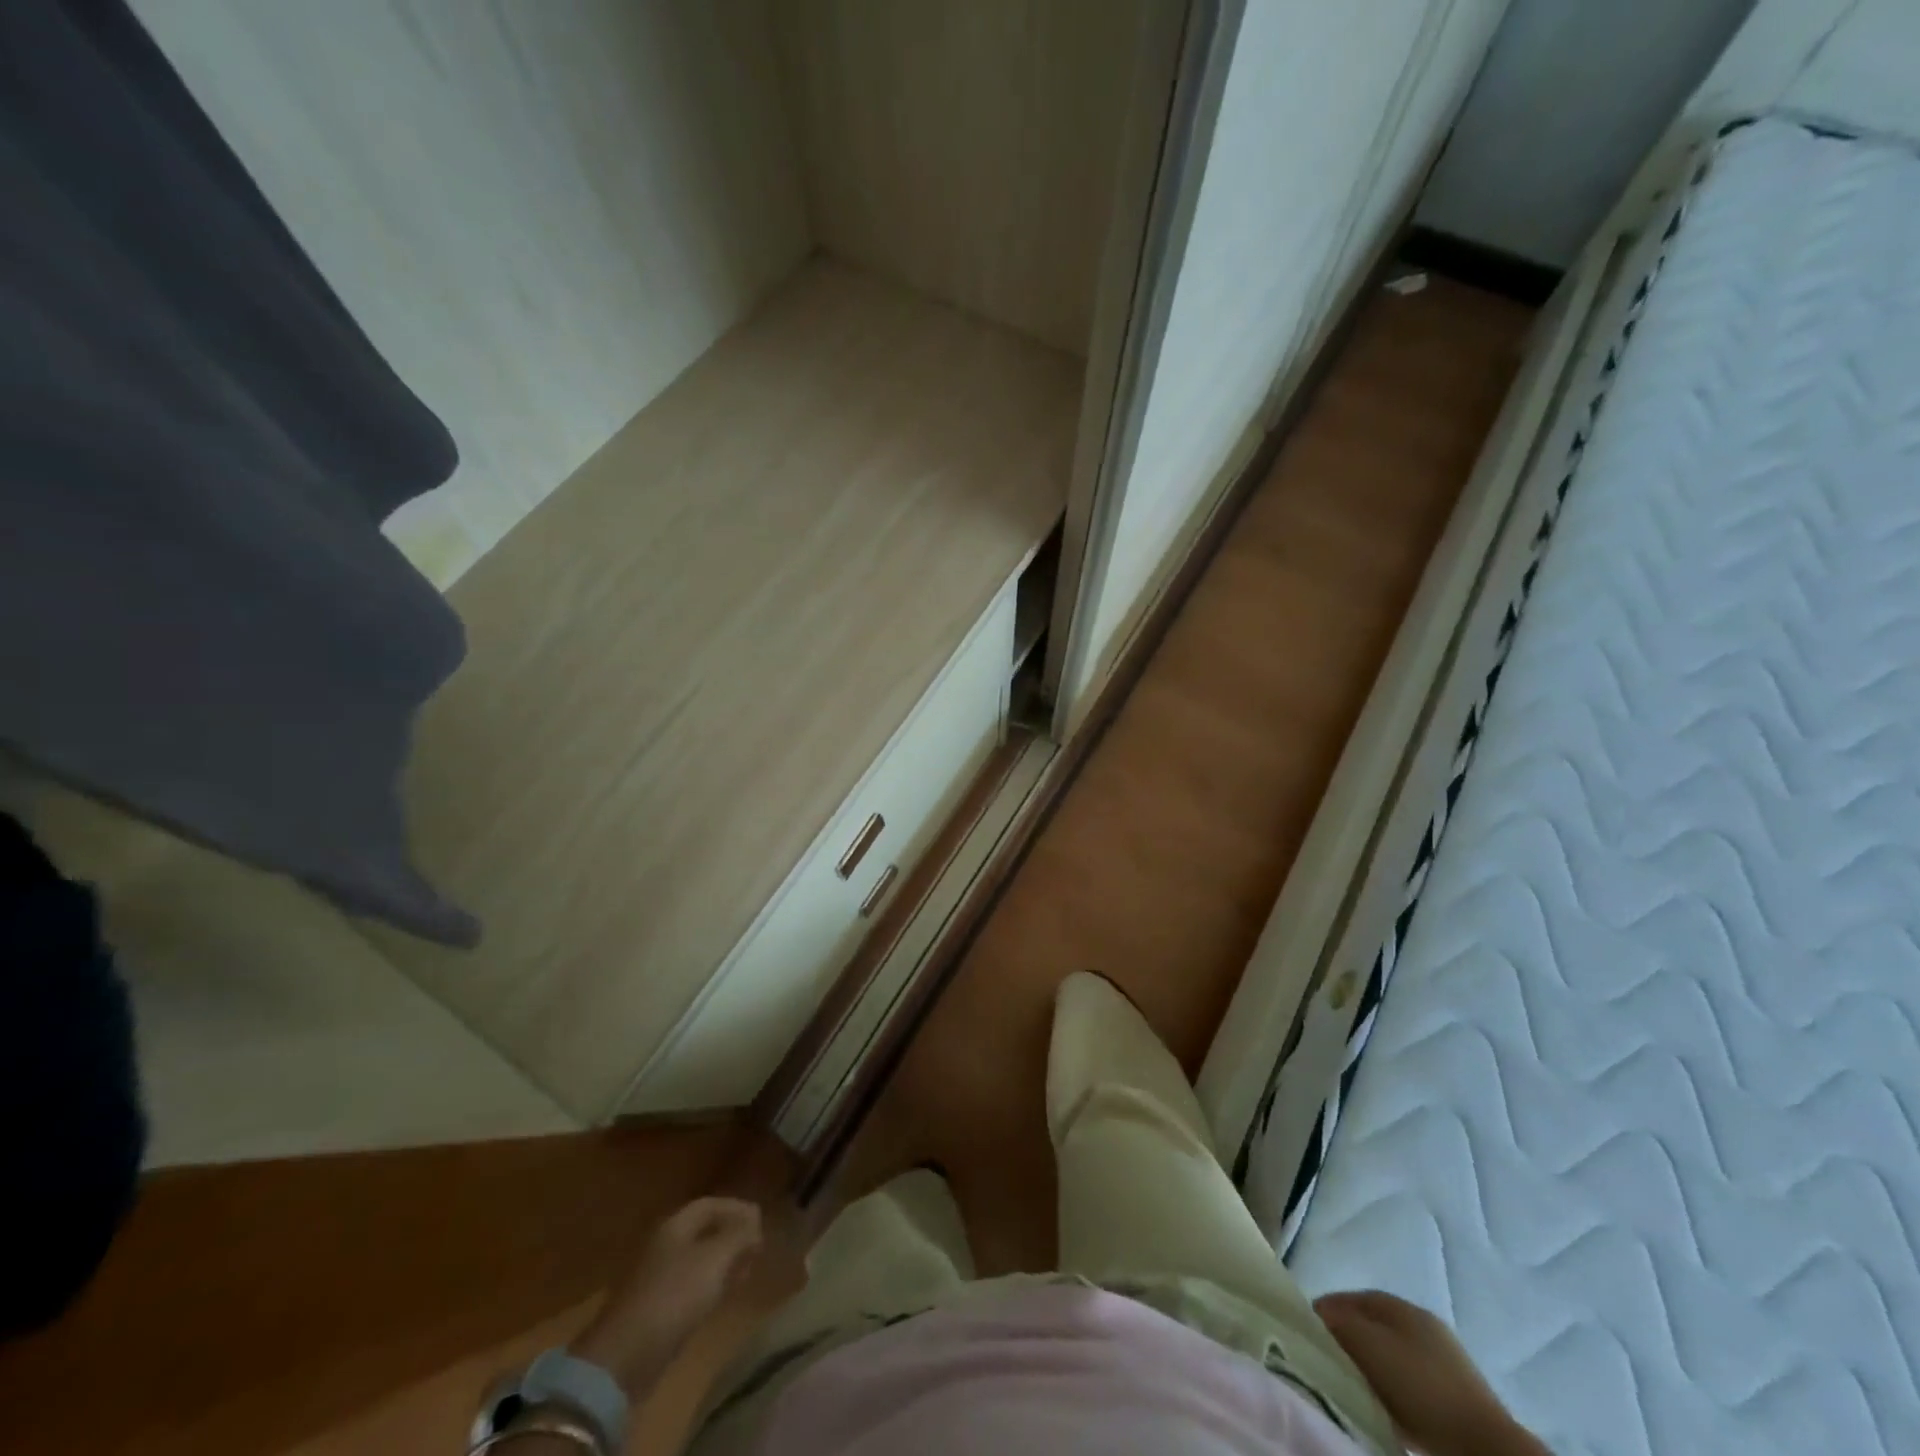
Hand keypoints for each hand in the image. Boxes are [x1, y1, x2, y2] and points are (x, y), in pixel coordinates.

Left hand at [571, 1197, 763, 1395]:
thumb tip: (755, 1221)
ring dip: (724, 1261)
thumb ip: (739, 1235)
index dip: (737, 1208)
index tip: (761, 1222)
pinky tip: (723, 1296)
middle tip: (757, 1247)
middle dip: (732, 1235)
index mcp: (674, 1226)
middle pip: (704, 1231)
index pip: (710, 1204)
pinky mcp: (655, 1311)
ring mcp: (657, 1280)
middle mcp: (664, 1246)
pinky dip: (711, 1284)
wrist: (624, 1359)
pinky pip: (690, 1286)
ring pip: (698, 1259)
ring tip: (747, 1270)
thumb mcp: (715, 1259)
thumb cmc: (674, 1297)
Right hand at [1313, 1290, 1546, 1455]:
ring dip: (1371, 1368)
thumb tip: (1319, 1315)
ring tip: (1354, 1388)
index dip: (1326, 1311)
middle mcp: (1422, 1323)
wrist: (1483, 1446)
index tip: (1307, 1333)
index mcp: (1400, 1305)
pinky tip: (1385, 1408)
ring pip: (1390, 1356)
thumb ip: (1338, 1322)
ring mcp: (1443, 1361)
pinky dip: (1393, 1391)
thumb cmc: (1418, 1385)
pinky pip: (1410, 1384)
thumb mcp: (1367, 1343)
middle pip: (1371, 1326)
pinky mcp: (1455, 1397)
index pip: (1350, 1297)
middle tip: (1328, 1361)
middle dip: (1348, 1340)